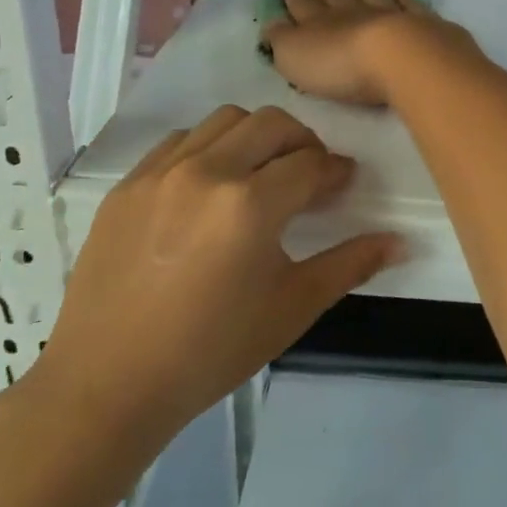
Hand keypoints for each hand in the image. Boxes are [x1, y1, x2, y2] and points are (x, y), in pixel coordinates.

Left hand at [27, 105, 399, 444]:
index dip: (335, 170)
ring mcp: (161, 172)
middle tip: (309, 172)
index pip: (310, 163)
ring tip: (259, 172)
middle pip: (272, 123)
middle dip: (302, 141)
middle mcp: (207, 171)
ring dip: (255, 136)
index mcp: (250, 204)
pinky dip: (208, 147)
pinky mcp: (128, 183)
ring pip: (225, 120)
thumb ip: (348, 265)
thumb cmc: (209, 352)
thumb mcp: (290, 309)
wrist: (106, 386)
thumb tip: (400, 241)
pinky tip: (209, 184)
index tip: (343, 183)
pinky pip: (180, 140)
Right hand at [264, 0, 475, 105]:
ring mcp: (386, 13)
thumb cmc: (339, 64)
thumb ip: (281, 40)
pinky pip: (406, 2)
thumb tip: (271, 23)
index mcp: (318, 22)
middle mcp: (351, 12)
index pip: (301, 6)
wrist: (398, 57)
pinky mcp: (418, 21)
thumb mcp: (295, 56)